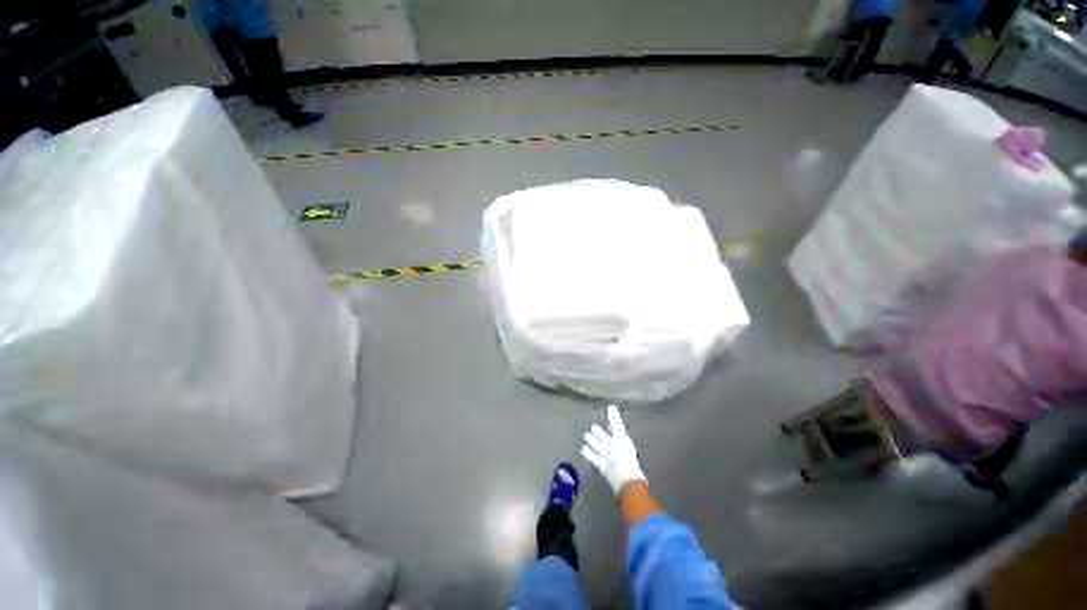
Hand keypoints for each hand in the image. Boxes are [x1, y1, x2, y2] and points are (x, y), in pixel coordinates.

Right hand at [581, 405, 645, 494]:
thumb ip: (614, 421)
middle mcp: (614, 448)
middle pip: (605, 439)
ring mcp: (608, 458)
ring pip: (599, 447)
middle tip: (592, 427)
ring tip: (585, 436)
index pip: (614, 430)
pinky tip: (583, 449)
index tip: (606, 417)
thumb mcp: (619, 435)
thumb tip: (611, 406)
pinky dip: (589, 453)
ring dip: (593, 442)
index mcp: (621, 440)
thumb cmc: (623, 455)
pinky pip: (595, 458)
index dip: (610, 424)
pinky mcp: (602, 466)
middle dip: (599, 433)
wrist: (624, 479)